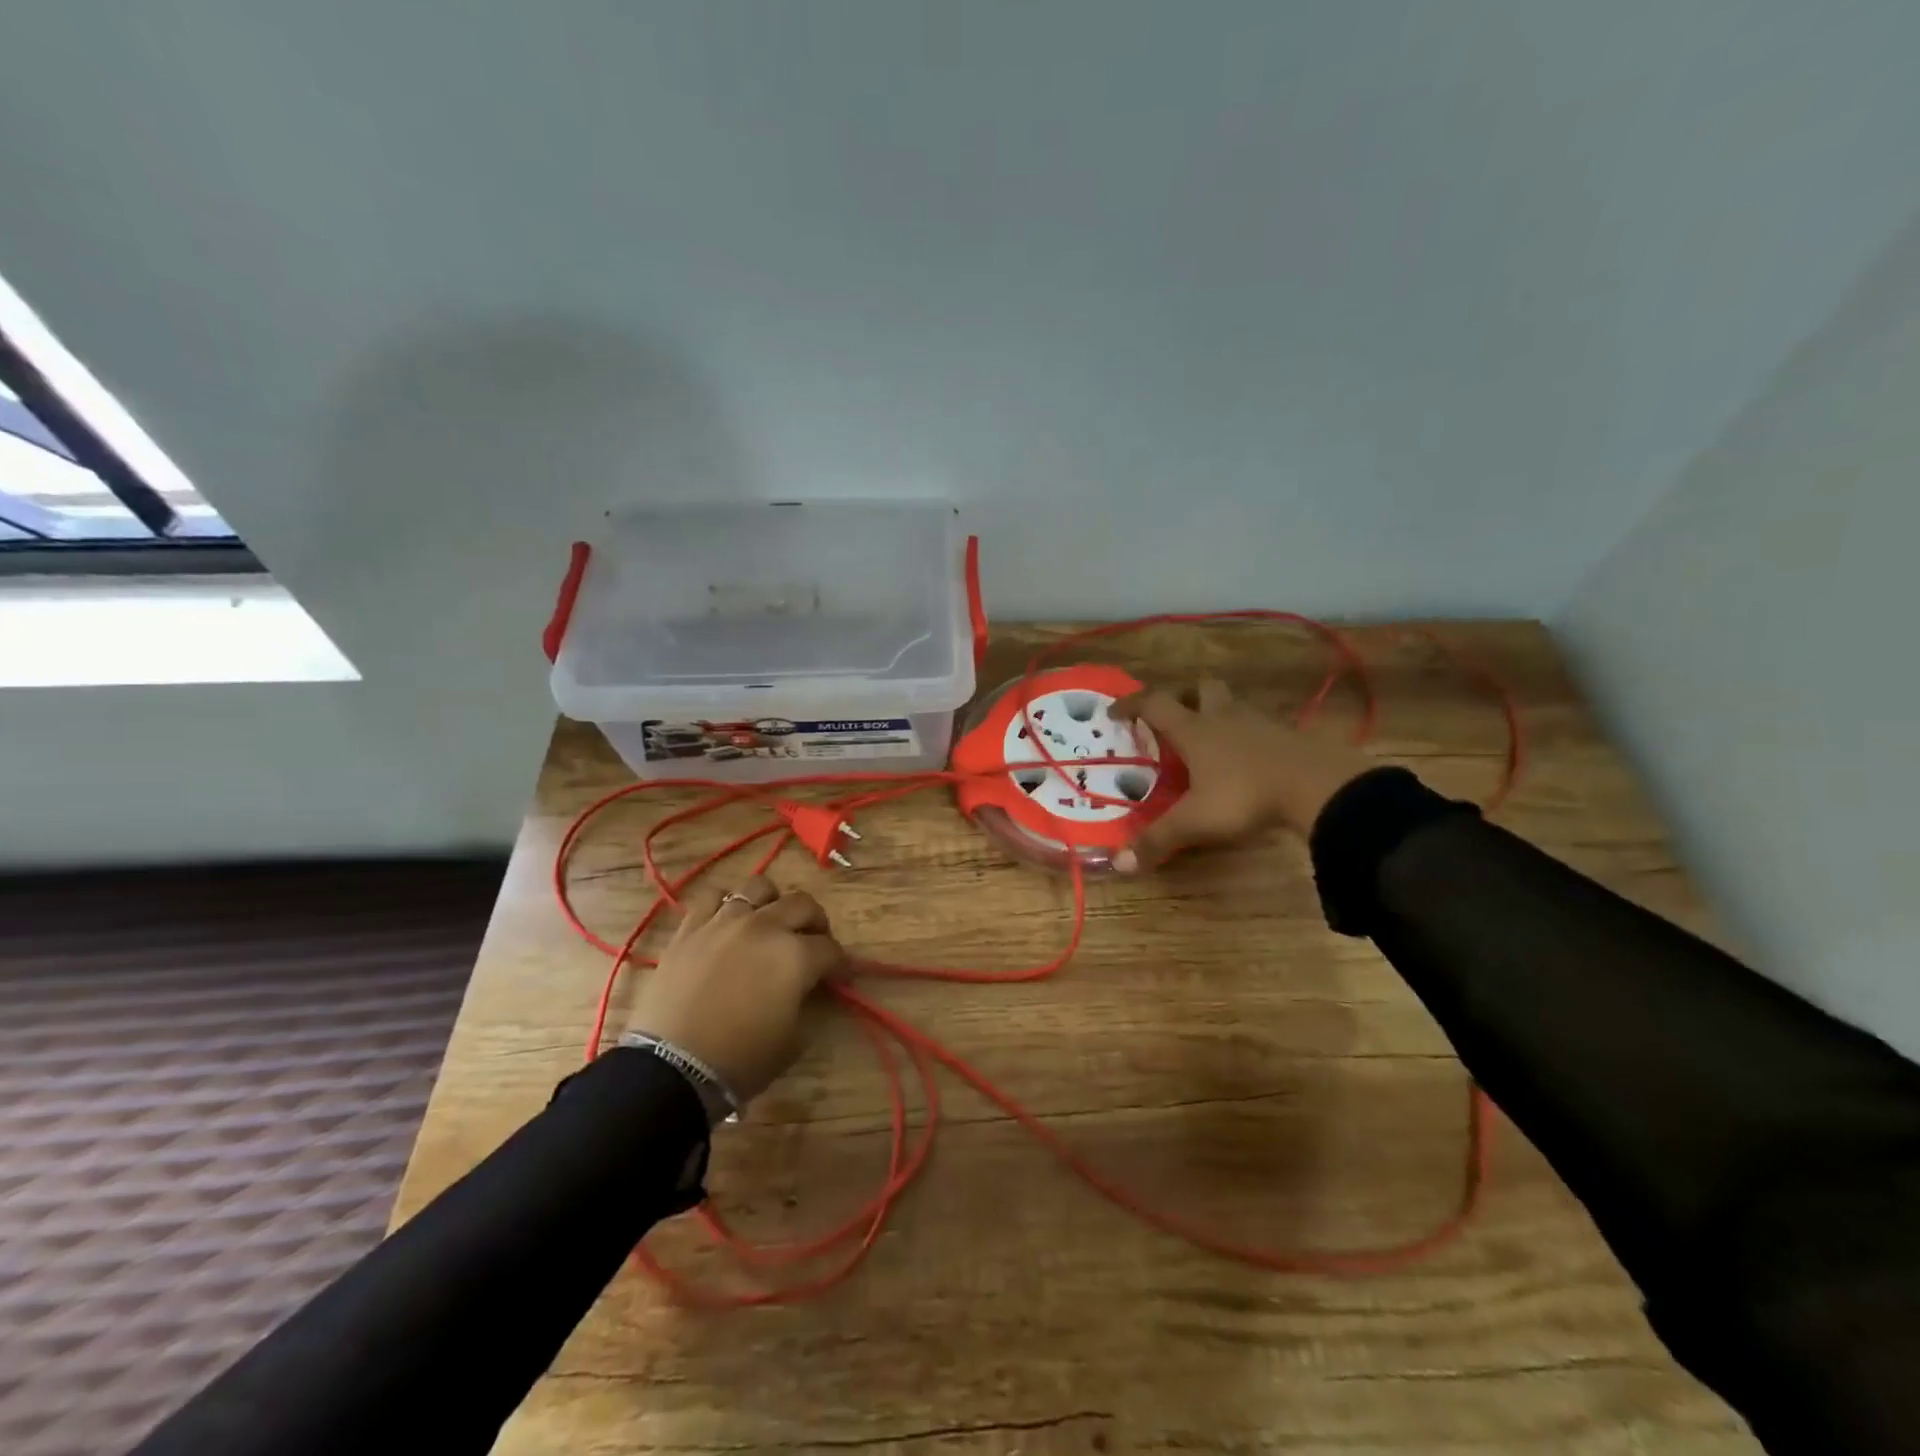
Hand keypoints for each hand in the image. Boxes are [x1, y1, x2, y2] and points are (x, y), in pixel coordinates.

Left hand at [630, 875, 846, 1101]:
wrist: (673, 1068)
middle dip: (815, 922)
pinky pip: (712, 897)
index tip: (839, 976)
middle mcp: (765, 927)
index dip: (839, 963)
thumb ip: (805, 1004)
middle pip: (802, 904)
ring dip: (772, 902)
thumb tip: (804, 990)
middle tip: (814, 942)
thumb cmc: (740, 1060)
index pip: (831, 949)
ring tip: (770, 921)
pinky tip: (727, 922)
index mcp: (796, 955)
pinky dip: (725, 905)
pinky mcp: (690, 928)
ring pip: (758, 887)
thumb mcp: (792, 1040)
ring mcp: (725, 922)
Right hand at [1109, 680, 1376, 871]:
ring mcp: (1260, 723)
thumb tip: (1119, 864)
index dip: (1132, 704)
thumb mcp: (1196, 821)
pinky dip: (1247, 733)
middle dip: (1185, 695)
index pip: (1155, 704)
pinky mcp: (1289, 735)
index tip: (1115, 711)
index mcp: (1194, 730)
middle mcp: (1224, 717)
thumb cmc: (1246, 795)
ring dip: (1218, 712)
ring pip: (1233, 704)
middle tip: (1175, 716)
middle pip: (1201, 688)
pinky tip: (1248, 757)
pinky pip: (1260, 725)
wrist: (1320, 786)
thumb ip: (1158, 840)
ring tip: (1211, 737)